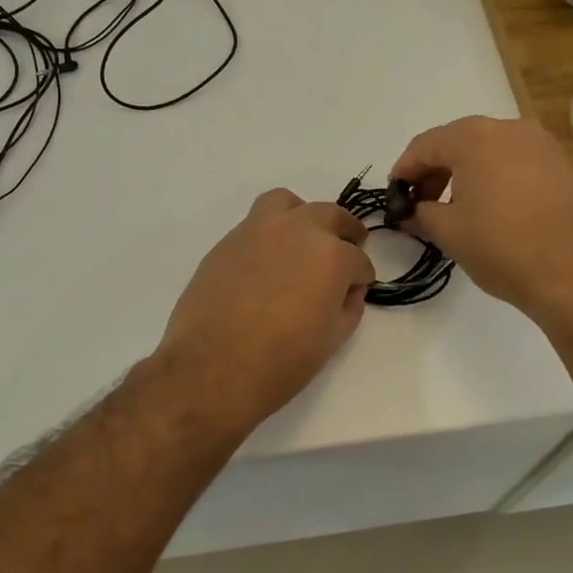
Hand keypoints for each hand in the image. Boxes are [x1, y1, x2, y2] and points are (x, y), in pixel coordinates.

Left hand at [158, 189, 374, 432]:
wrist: (211, 368)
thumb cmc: (281, 361)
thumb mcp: (331, 340)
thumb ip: (348, 306)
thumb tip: (349, 290)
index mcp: (331, 255)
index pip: (358, 260)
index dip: (361, 278)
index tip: (355, 290)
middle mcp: (298, 230)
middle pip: (330, 216)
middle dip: (344, 234)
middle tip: (346, 250)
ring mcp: (258, 230)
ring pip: (287, 204)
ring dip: (302, 217)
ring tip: (303, 240)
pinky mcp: (227, 241)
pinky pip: (255, 224)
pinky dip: (270, 234)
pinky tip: (267, 262)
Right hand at [391, 117, 572, 330]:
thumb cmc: (502, 247)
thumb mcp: (448, 232)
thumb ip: (421, 214)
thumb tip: (412, 212)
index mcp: (475, 137)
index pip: (425, 145)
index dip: (404, 170)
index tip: (395, 195)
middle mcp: (511, 129)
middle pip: (460, 142)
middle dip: (436, 171)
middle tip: (422, 203)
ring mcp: (544, 145)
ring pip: (492, 151)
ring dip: (468, 174)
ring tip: (458, 208)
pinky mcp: (566, 166)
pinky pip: (520, 163)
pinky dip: (499, 179)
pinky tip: (496, 210)